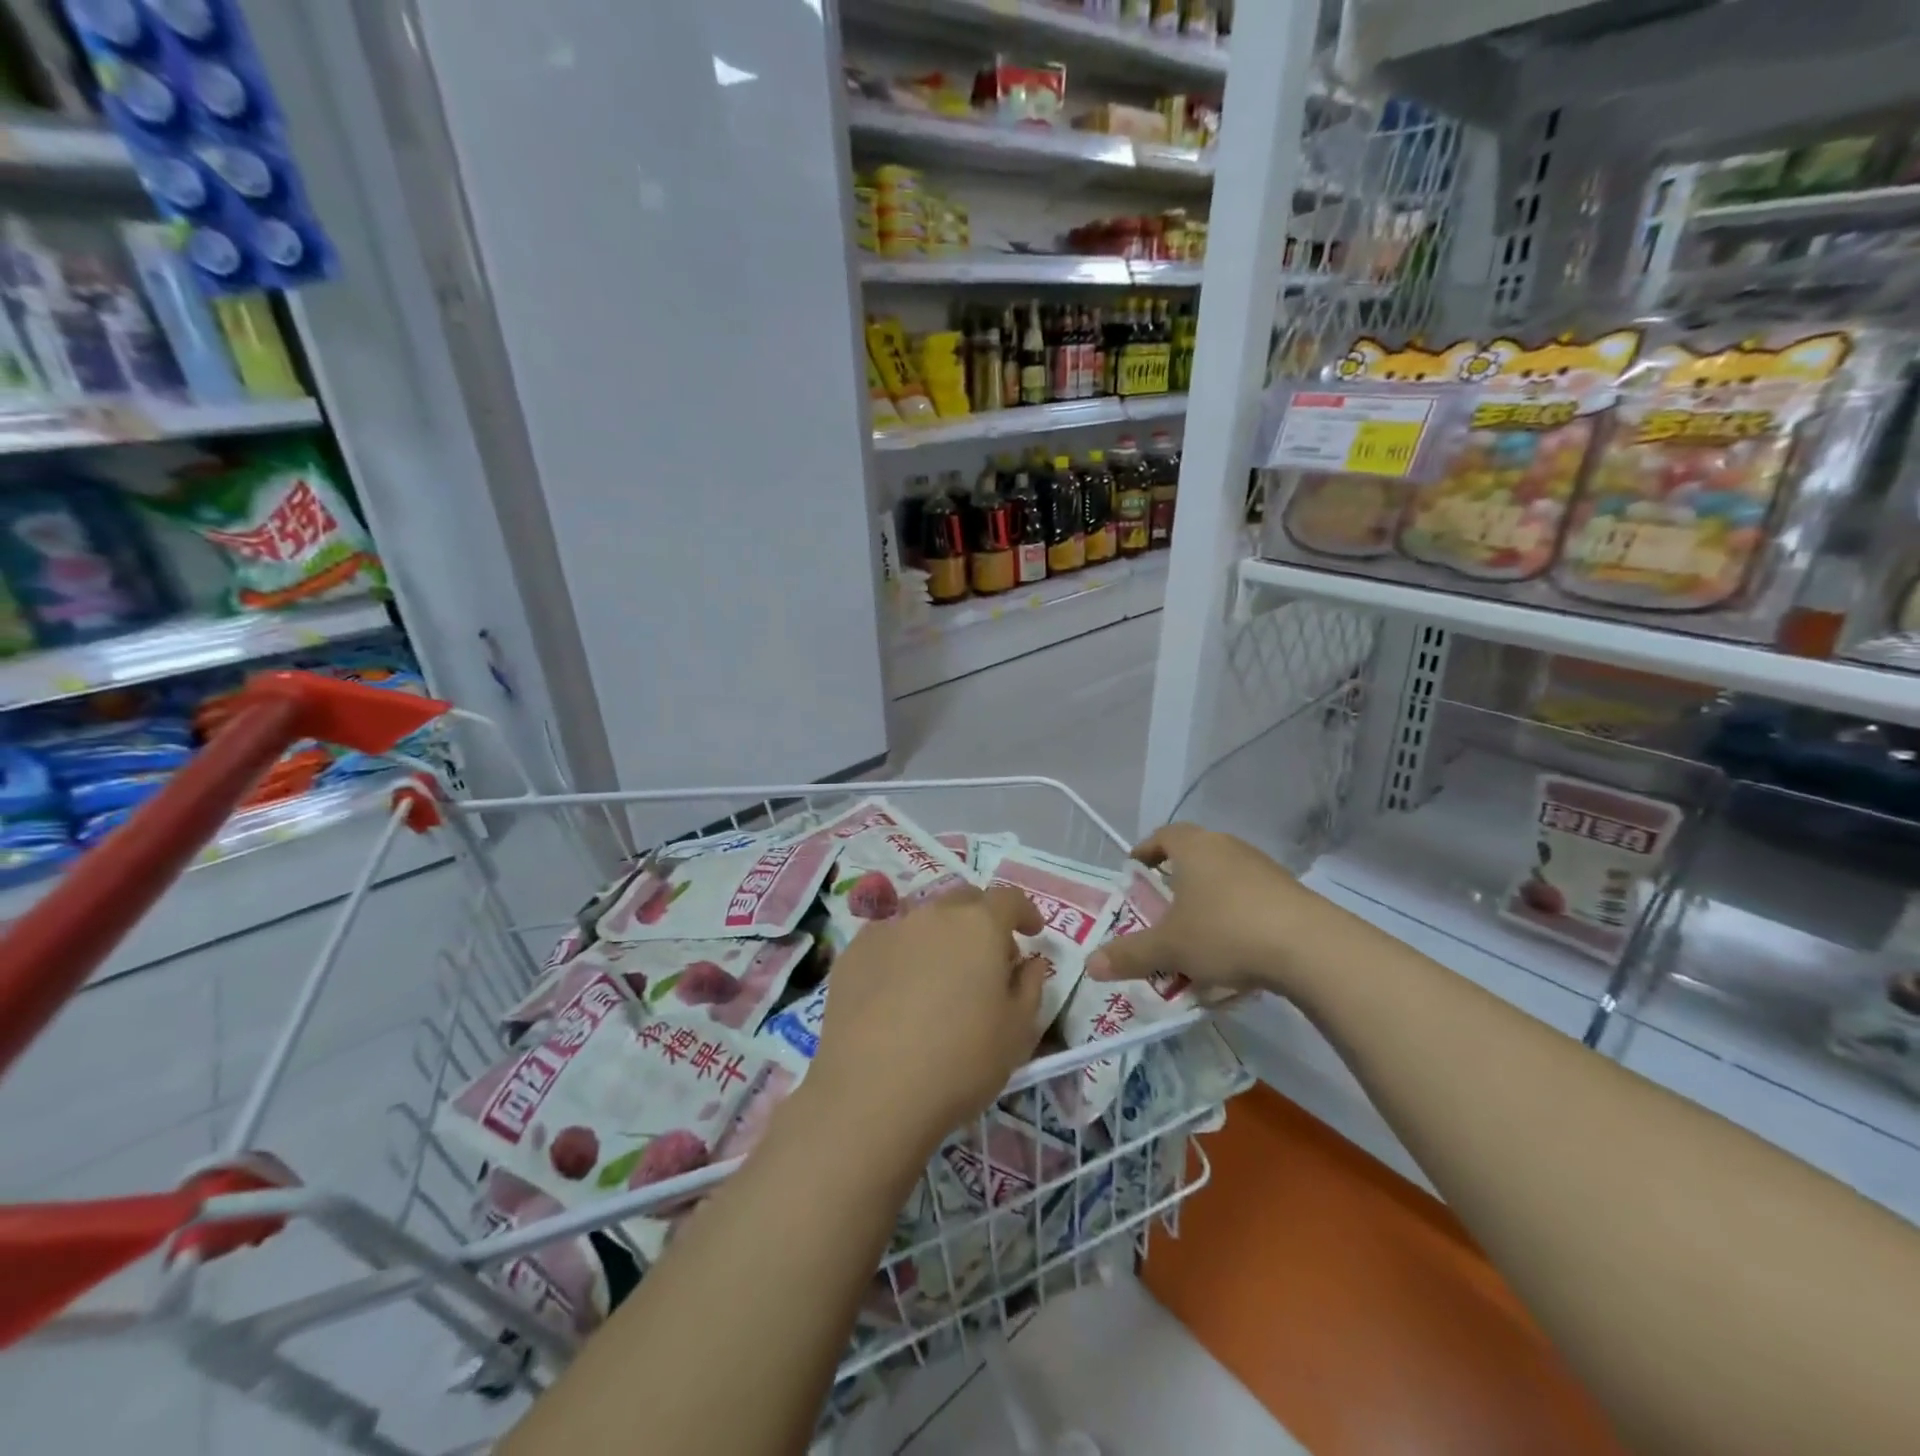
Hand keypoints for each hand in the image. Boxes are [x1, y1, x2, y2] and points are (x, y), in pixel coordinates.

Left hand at [807, 886, 1045, 1154]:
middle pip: (964, 901)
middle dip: (982, 920)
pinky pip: (888, 939)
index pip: (1009, 898)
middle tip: (988, 959)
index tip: (1032, 932)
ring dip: (940, 936)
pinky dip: (902, 953)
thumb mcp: (1018, 1031)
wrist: (872, 1091)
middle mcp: (933, 913)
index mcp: (979, 925)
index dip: (1025, 911)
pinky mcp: (853, 952)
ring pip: (923, 918)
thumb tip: (1029, 961)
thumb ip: (1030, 985)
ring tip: (940, 976)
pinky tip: (898, 991)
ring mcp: (888, 928)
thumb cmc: (961, 1060)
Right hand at [1085, 823, 1334, 995]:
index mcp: (1194, 847)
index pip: (1163, 835)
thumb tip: (1091, 966)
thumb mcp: (1170, 948)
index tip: (1134, 868)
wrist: (1310, 947)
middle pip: (1195, 855)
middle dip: (1176, 879)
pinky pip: (1251, 899)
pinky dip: (1236, 917)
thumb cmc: (1225, 932)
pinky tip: (1235, 951)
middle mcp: (1227, 847)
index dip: (1146, 850)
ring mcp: (1263, 868)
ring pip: (1224, 878)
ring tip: (1197, 933)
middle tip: (1161, 906)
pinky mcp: (1289, 892)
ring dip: (1208, 901)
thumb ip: (1129, 955)